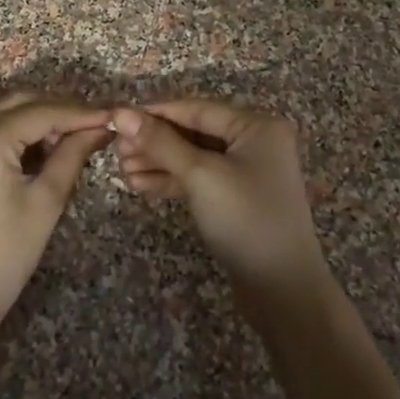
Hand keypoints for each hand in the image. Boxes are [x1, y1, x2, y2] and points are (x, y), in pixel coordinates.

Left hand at [0, 93, 110, 334]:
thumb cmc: (4, 255)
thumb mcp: (46, 201)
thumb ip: (73, 155)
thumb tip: (101, 128)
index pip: (42, 112)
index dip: (81, 112)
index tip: (113, 116)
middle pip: (21, 104)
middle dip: (59, 112)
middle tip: (96, 127)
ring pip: (4, 114)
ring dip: (38, 121)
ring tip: (73, 139)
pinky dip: (15, 134)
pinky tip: (41, 150)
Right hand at [112, 100, 328, 300]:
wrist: (282, 289)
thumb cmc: (245, 219)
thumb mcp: (200, 175)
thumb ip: (160, 142)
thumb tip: (121, 112)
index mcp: (256, 126)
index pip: (196, 109)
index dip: (155, 113)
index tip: (117, 118)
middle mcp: (255, 142)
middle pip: (194, 132)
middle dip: (154, 141)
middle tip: (116, 151)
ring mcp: (248, 172)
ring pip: (194, 157)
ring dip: (158, 162)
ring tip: (122, 170)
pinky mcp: (238, 198)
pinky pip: (200, 179)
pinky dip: (172, 180)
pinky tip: (140, 184)